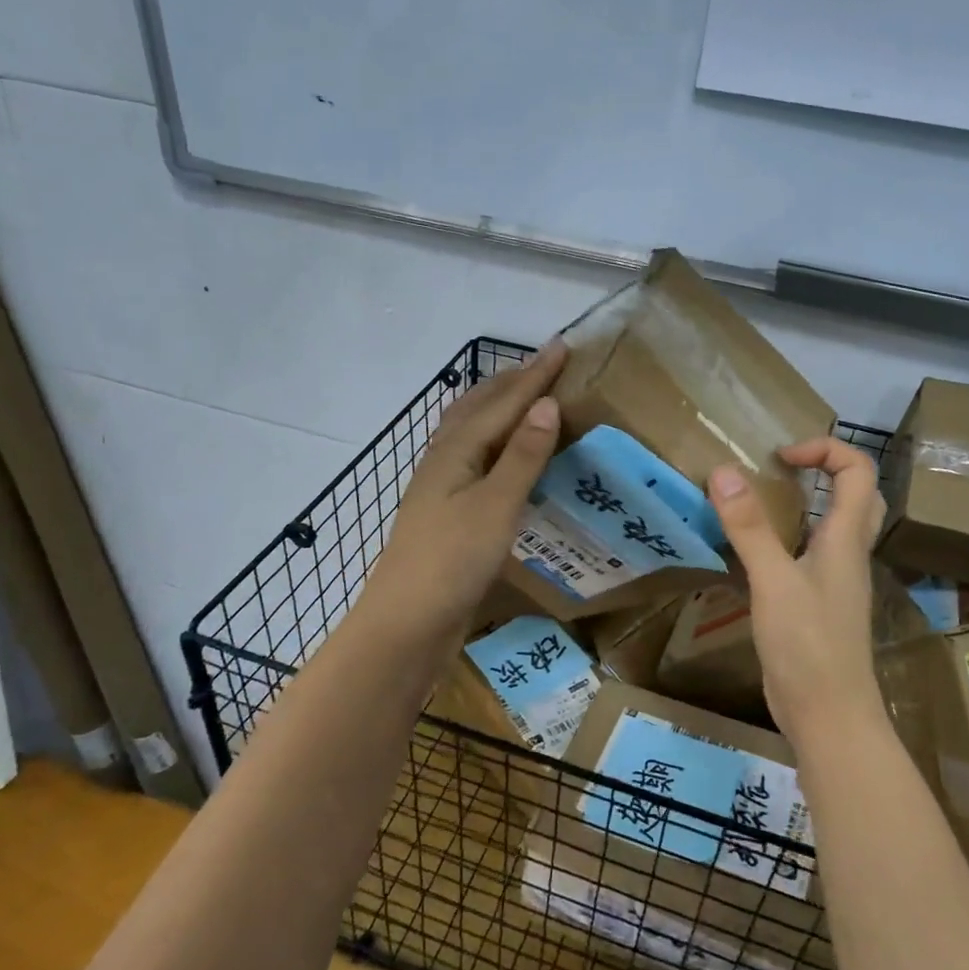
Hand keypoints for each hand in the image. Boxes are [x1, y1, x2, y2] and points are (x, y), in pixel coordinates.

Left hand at [366, 340, 566, 637]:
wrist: (407, 623)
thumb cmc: (452, 560)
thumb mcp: (496, 505)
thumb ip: (522, 455)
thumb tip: (546, 403)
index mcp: (457, 451)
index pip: (503, 403)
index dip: (535, 376)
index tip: (561, 346)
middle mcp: (445, 460)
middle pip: (478, 409)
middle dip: (511, 384)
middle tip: (544, 366)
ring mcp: (442, 488)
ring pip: (471, 433)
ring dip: (497, 409)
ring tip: (521, 398)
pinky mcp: (447, 514)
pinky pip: (474, 459)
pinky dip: (493, 443)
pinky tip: (500, 458)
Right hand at [707, 438, 887, 754]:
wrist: (829, 716)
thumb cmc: (809, 645)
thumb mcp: (773, 581)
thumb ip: (749, 527)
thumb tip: (724, 470)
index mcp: (846, 539)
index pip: (858, 471)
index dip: (825, 449)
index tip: (780, 456)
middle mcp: (847, 554)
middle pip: (857, 495)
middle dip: (825, 470)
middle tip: (781, 470)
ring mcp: (834, 581)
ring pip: (834, 526)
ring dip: (807, 503)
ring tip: (762, 501)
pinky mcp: (817, 604)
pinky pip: (810, 556)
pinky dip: (787, 539)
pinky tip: (753, 552)